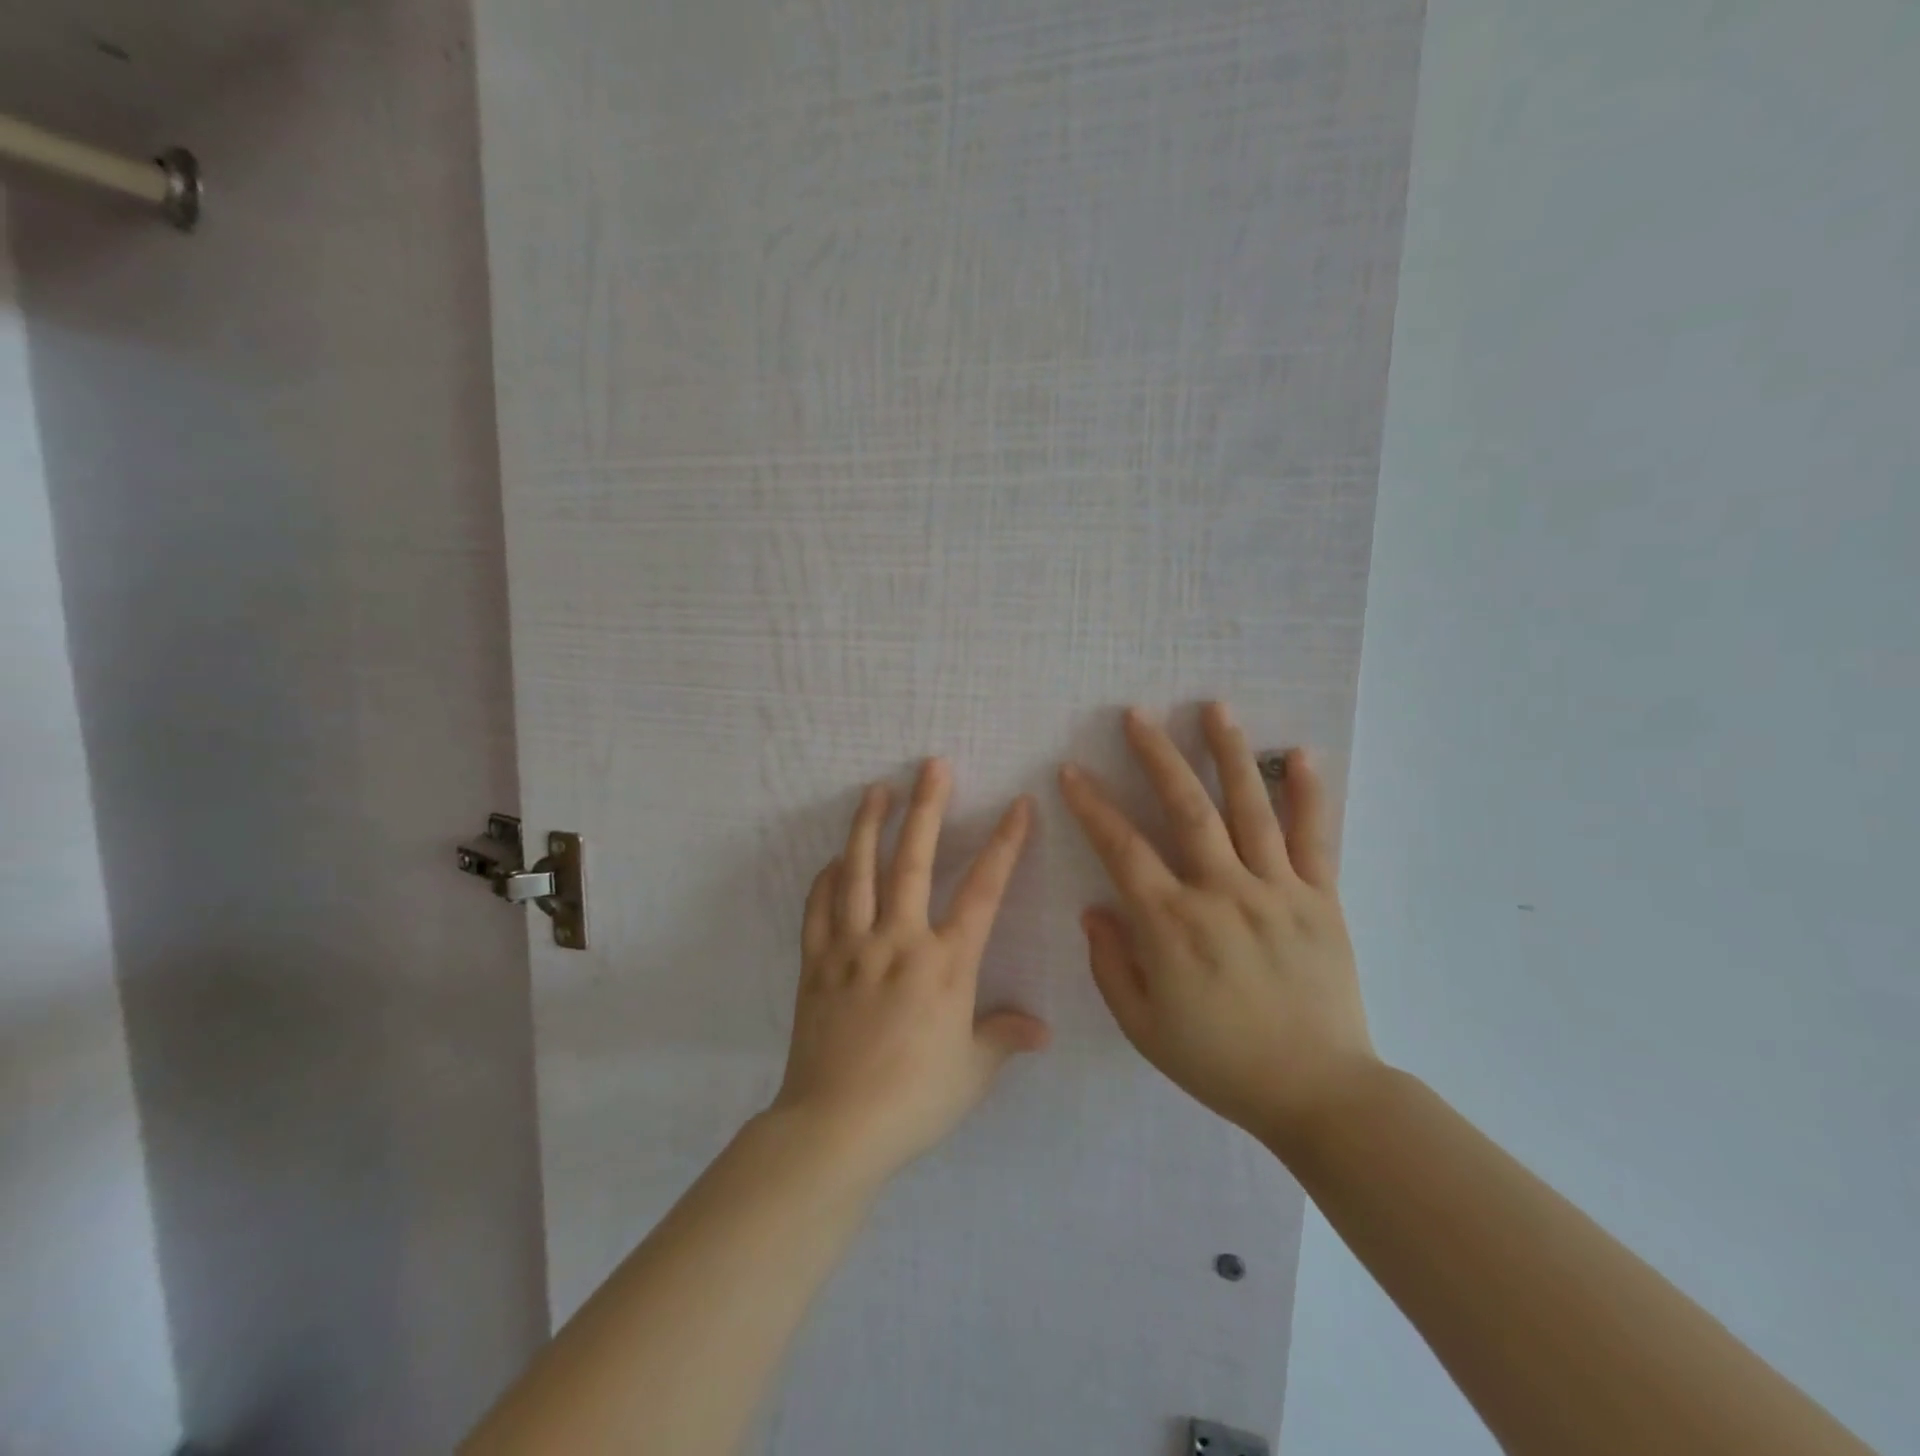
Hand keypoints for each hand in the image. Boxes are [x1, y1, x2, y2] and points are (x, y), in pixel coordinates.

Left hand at [772, 759, 1049, 1180]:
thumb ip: (1003, 1038)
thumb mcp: (972, 1072)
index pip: (983, 891)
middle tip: (932, 765)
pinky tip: (833, 861)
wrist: (835, 1128)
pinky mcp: (816, 963)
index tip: (1018, 805)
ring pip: (858, 872)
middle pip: (913, 861)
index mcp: (945, 964)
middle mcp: (899, 941)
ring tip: (876, 790)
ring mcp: (851, 948)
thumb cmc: (914, 1100)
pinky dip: (826, 880)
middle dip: (927, 808)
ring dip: (868, 826)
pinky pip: (818, 909)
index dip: (1004, 845)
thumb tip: (1041, 1031)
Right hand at [1058, 703, 1376, 1150]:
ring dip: (1229, 753)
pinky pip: (1315, 838)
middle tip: (1138, 714)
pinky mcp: (1322, 900)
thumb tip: (1095, 910)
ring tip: (1214, 707)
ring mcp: (1277, 891)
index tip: (1072, 772)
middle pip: (1187, 808)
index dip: (1092, 806)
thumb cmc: (1220, 1062)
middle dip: (1157, 756)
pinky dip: (1307, 794)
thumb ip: (1111, 964)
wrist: (1319, 1094)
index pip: (1122, 849)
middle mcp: (1222, 893)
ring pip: (1250, 808)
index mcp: (1173, 925)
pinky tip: (1300, 754)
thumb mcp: (1143, 1026)